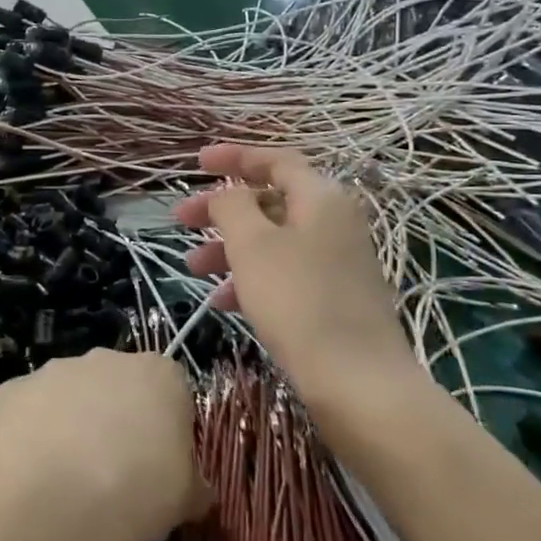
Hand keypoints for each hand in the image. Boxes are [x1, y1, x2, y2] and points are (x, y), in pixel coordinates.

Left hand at [0, 349, 210, 540]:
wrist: (49, 491)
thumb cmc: (136, 488)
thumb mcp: (185, 500)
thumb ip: (191, 488)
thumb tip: (192, 492)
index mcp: (159, 375)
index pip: (173, 403)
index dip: (169, 449)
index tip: (162, 489)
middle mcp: (106, 362)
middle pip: (120, 413)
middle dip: (121, 465)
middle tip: (120, 525)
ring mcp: (54, 373)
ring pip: (74, 423)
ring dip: (78, 466)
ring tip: (75, 532)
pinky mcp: (12, 393)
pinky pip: (32, 427)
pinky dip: (36, 456)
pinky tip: (35, 502)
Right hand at [173, 145, 415, 394]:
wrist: (359, 383)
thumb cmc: (299, 301)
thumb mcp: (253, 244)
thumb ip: (232, 205)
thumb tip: (229, 194)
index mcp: (320, 198)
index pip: (276, 160)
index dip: (234, 157)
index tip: (197, 163)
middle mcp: (334, 222)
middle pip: (270, 201)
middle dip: (222, 209)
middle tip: (181, 219)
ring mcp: (336, 262)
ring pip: (272, 241)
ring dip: (229, 248)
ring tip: (193, 267)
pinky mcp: (334, 298)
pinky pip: (284, 273)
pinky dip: (251, 278)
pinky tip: (221, 302)